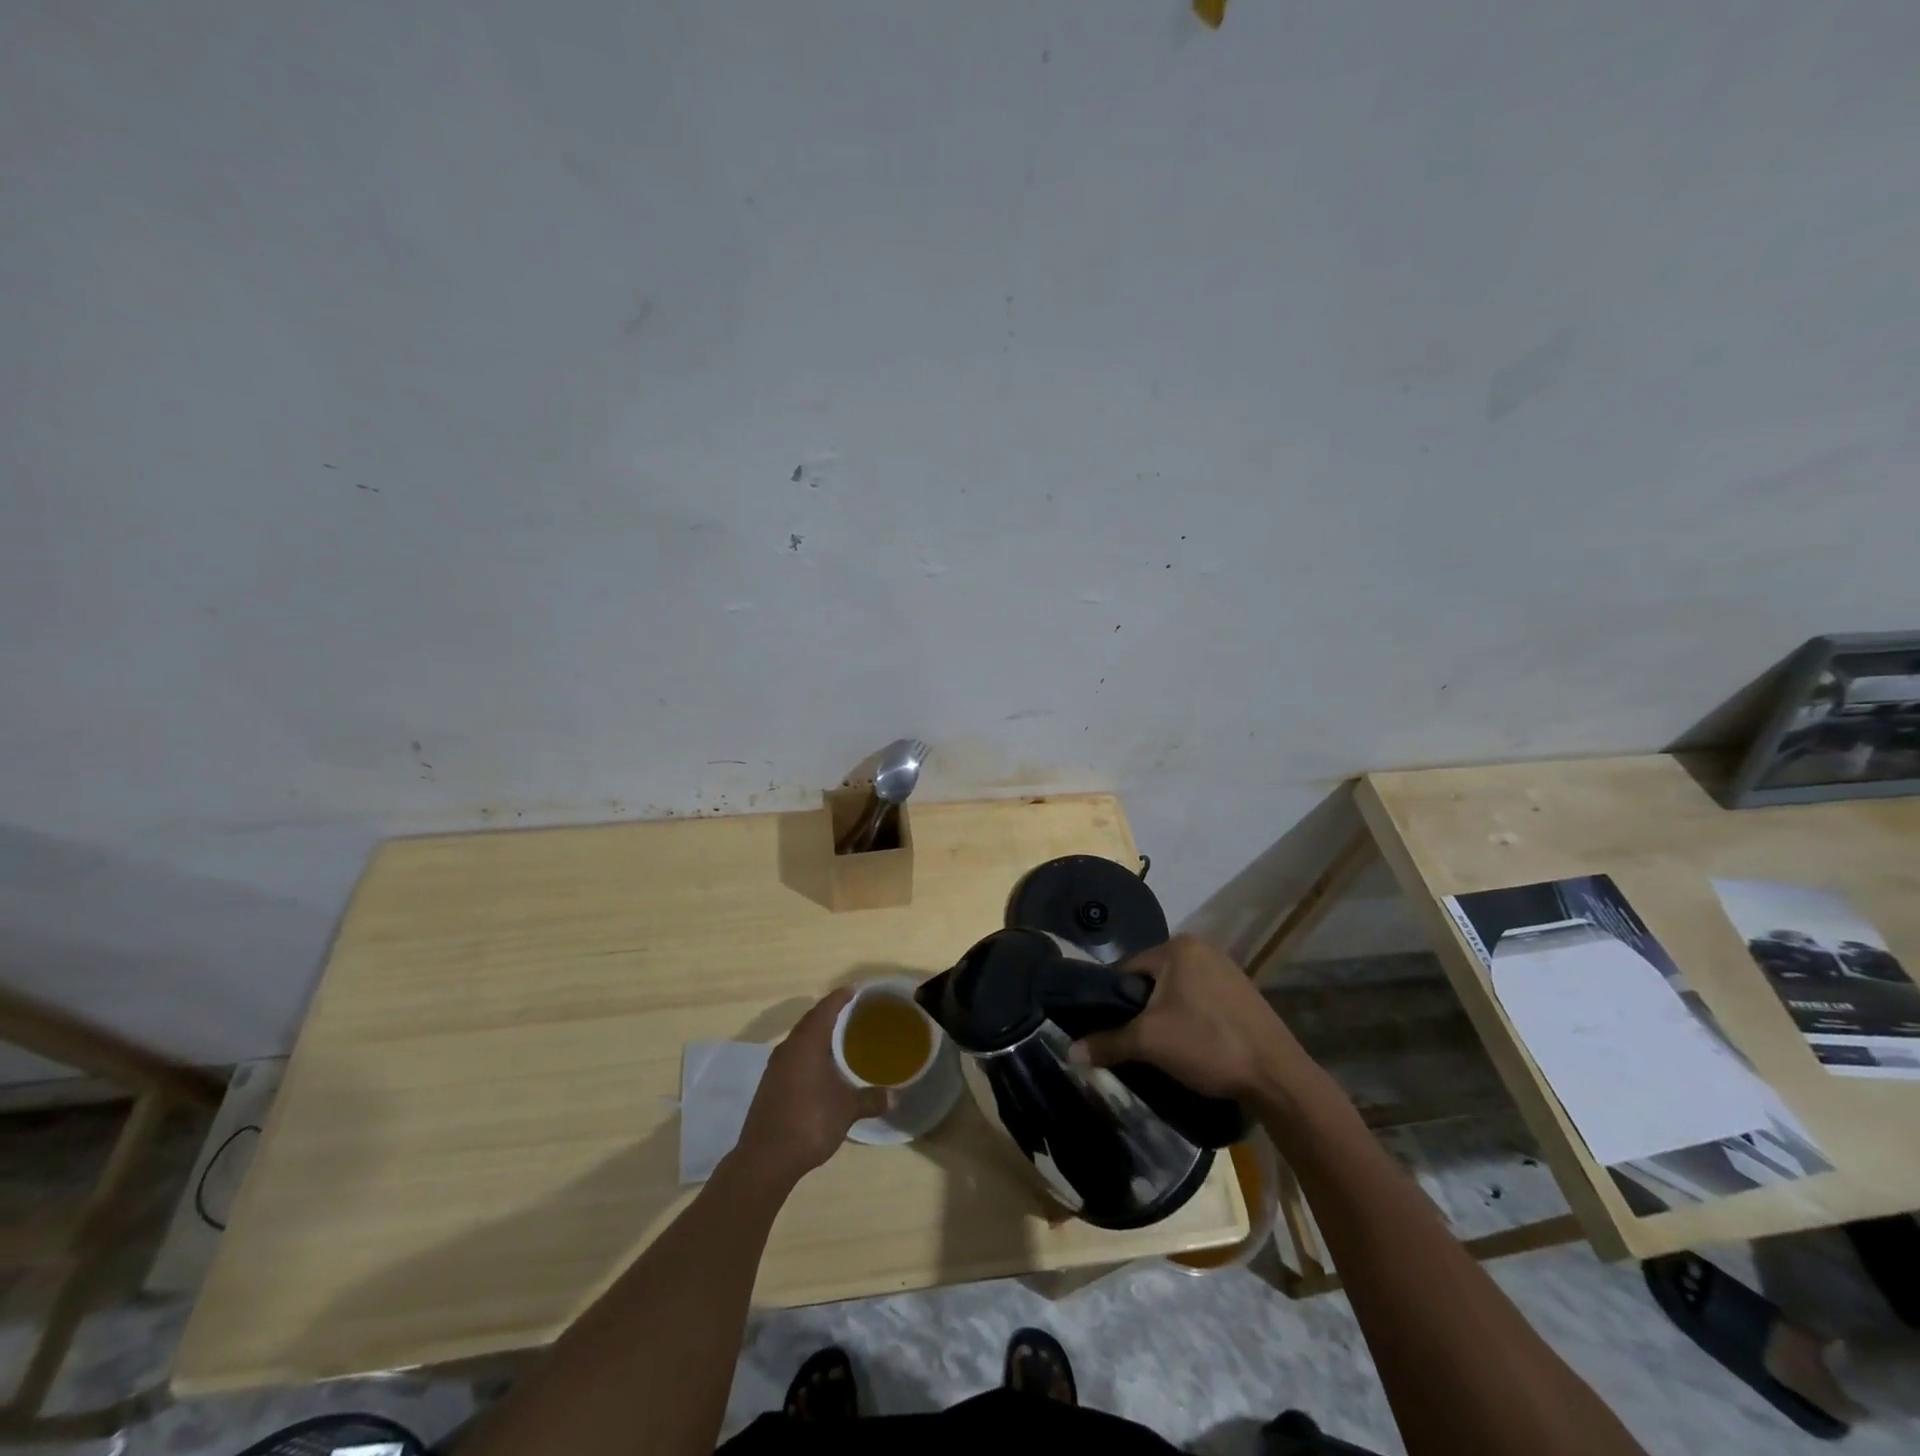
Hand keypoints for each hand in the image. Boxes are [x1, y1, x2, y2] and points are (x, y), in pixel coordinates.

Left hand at [733, 989, 887, 1187]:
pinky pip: (792, 1058)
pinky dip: (808, 1055)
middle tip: (851, 1012)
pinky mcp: (769, 1087)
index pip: (825, 1009)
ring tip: (838, 1039)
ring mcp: (775, 1068)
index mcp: (807, 1043)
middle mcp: (788, 1049)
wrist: (765, 1160)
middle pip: (810, 1021)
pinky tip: (820, 1069)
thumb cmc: (810, 1122)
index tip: (854, 990)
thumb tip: (894, 1096)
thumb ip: (870, 1099)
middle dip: (829, 1014)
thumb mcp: (847, 1109)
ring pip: (799, 1041)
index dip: (840, 997)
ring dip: (817, 1035)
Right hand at [1068, 934, 1314, 1099]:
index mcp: (1178, 946)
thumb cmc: (1207, 1045)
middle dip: (1142, 1009)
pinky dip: (1190, 1018)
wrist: (1277, 1076)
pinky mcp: (1242, 992)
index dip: (1114, 1001)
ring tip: (1164, 1047)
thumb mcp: (1149, 1042)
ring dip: (1166, 1015)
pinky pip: (1200, 999)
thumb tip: (1069, 1052)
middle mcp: (1202, 948)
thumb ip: (1107, 1042)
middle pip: (1152, 979)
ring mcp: (1226, 968)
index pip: (1127, 969)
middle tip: (1137, 1042)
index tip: (1110, 1029)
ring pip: (1177, 991)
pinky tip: (1193, 1045)